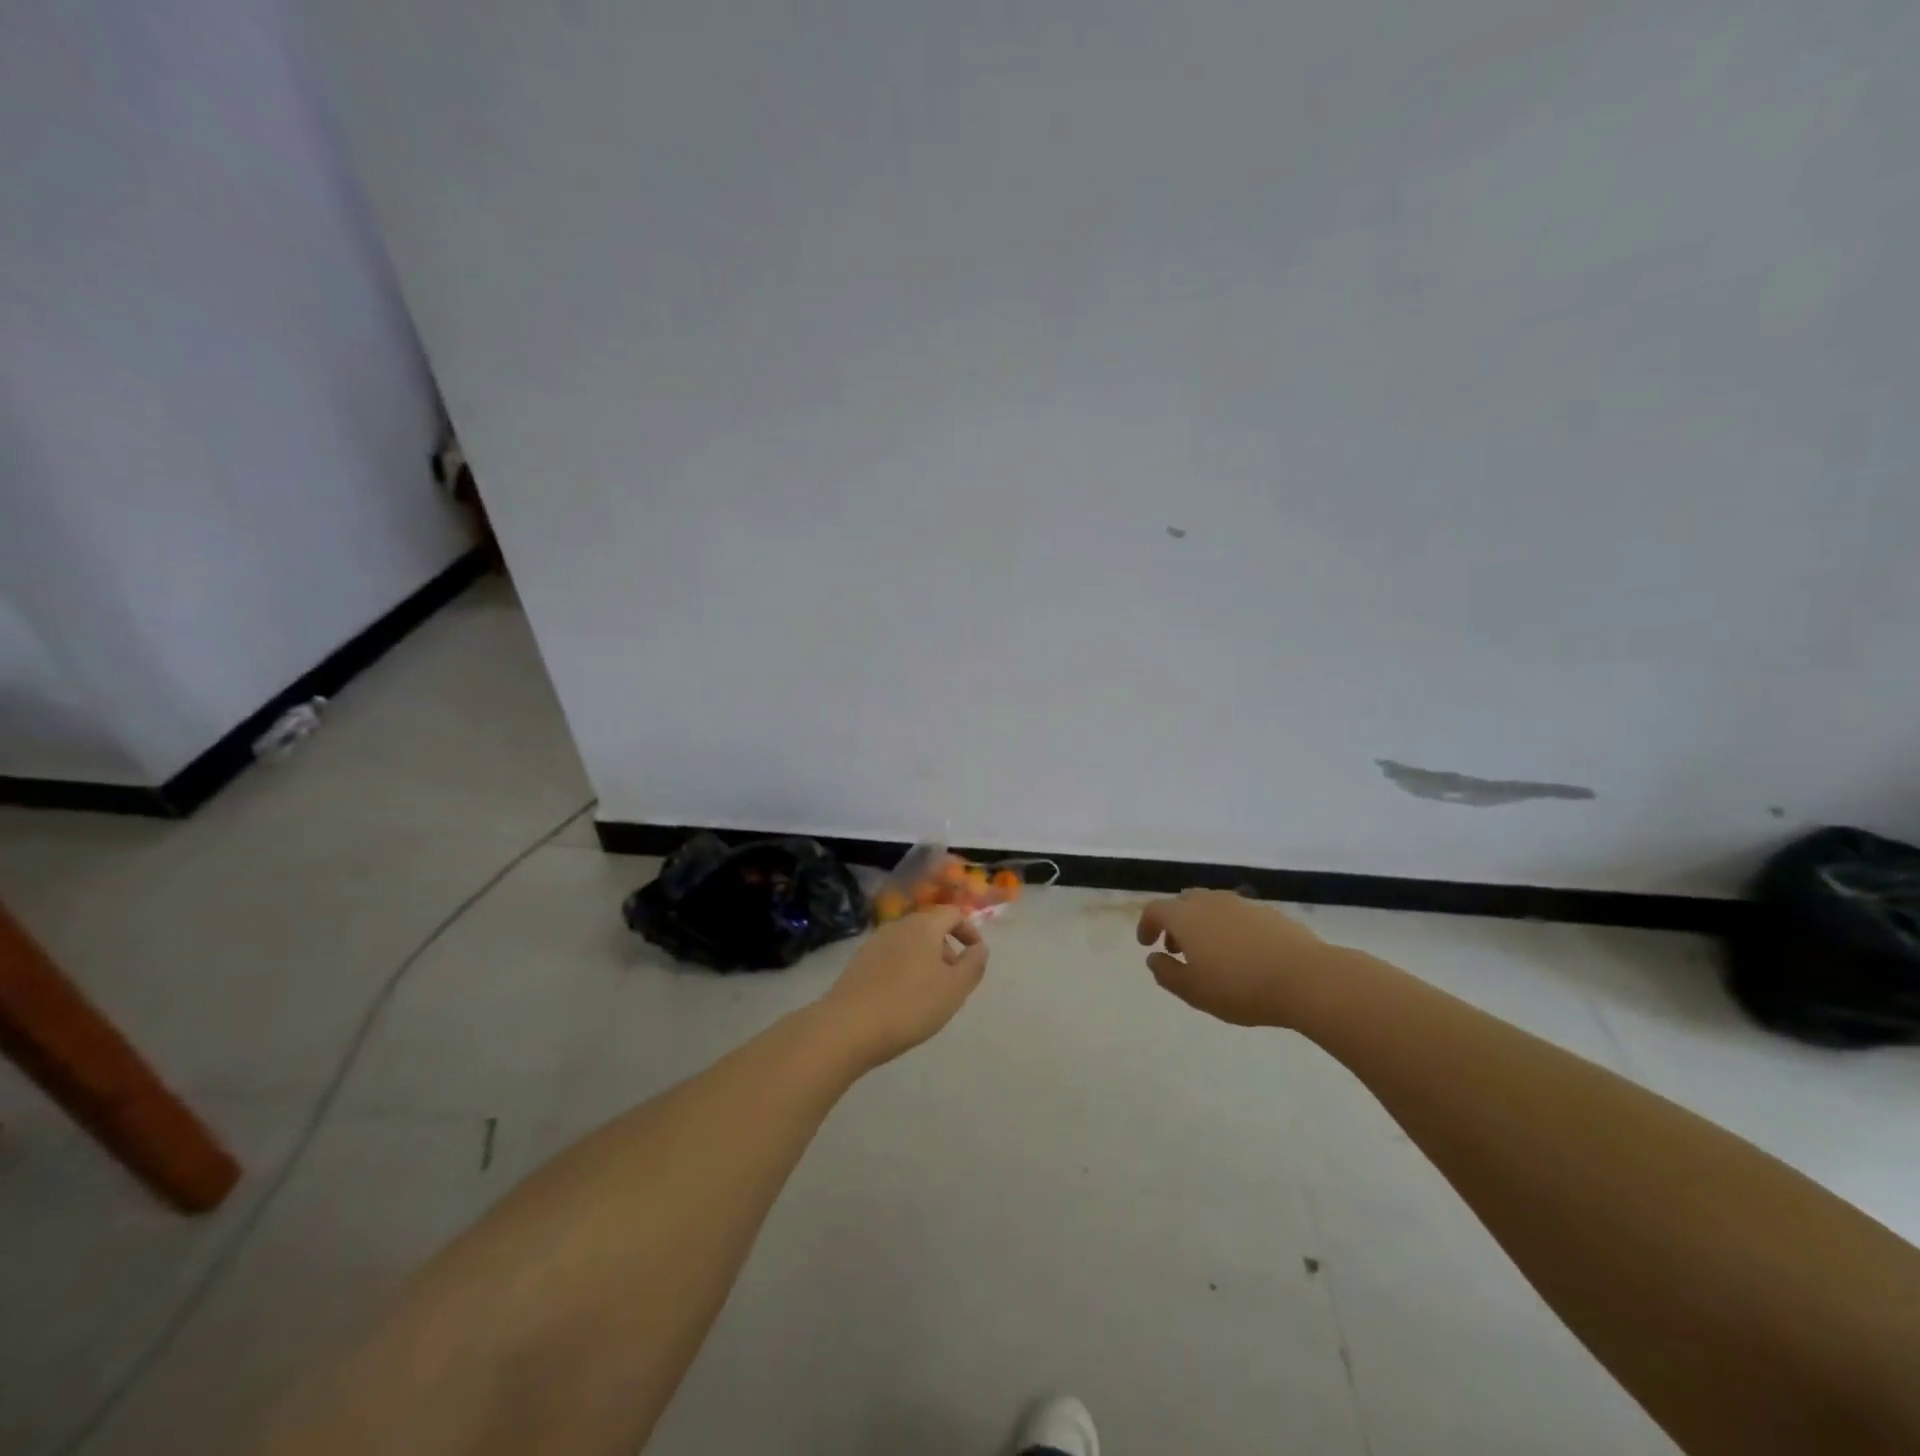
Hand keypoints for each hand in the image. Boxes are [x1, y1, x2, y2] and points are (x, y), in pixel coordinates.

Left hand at [820, 907, 989, 1066]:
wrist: (848, 1027)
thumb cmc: (910, 1005)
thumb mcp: (954, 988)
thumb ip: (973, 964)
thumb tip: (980, 948)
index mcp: (923, 925)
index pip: (953, 913)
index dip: (969, 931)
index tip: (976, 956)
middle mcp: (897, 926)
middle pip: (929, 927)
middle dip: (947, 949)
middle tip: (954, 981)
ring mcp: (874, 943)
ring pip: (909, 944)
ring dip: (925, 961)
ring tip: (929, 995)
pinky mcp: (858, 963)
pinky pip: (890, 958)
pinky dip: (904, 970)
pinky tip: (902, 1001)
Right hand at [1137, 890, 1333, 1027]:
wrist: (1306, 978)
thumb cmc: (1240, 987)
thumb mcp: (1194, 991)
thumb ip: (1167, 973)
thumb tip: (1154, 958)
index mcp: (1186, 916)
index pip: (1155, 910)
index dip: (1147, 925)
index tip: (1147, 944)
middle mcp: (1210, 901)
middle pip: (1183, 902)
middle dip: (1175, 922)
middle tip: (1176, 948)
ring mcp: (1242, 904)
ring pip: (1212, 906)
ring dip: (1202, 924)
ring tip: (1210, 953)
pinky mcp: (1269, 913)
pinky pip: (1238, 915)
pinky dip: (1229, 928)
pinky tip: (1242, 953)